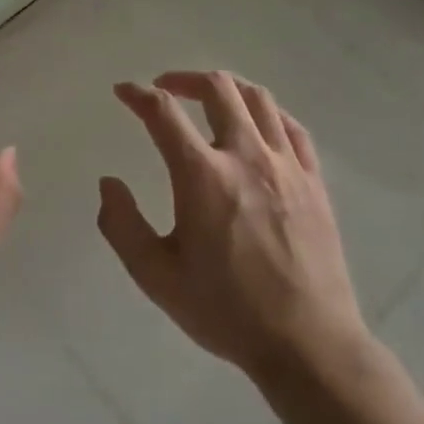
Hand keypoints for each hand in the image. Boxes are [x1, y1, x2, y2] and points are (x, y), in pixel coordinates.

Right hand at [100, 71, 368, 381]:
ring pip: (257, 99)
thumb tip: (109, 183)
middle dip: (184, 78)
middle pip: (217, 88)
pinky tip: (257, 123)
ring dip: (226, 88)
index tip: (123, 92)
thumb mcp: (157, 277)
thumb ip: (122, 225)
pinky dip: (268, 113)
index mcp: (202, 176)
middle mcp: (246, 156)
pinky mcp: (314, 181)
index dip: (137, 94)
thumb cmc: (226, 311)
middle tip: (165, 88)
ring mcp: (286, 165)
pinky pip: (292, 127)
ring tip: (209, 97)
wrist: (308, 345)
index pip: (163, 112)